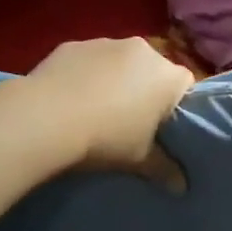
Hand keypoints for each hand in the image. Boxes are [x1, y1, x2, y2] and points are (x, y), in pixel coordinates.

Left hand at [26, 38, 194, 184]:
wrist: (45, 117)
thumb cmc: (105, 137)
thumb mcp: (139, 160)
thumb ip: (165, 169)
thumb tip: (182, 187)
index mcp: (168, 76)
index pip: (186, 86)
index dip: (176, 107)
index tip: (162, 128)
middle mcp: (143, 50)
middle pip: (153, 70)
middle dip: (145, 90)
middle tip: (130, 122)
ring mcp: (106, 43)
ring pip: (120, 62)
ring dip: (115, 80)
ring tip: (96, 110)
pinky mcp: (75, 44)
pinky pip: (89, 60)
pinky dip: (85, 74)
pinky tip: (70, 98)